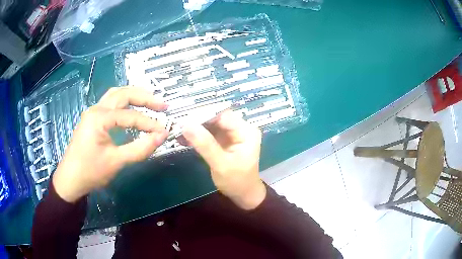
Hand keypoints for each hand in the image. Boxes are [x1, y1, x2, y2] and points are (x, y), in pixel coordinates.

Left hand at [52, 87, 167, 202]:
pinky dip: (125, 103)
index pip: (130, 116)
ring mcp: (93, 112)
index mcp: (100, 117)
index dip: (149, 123)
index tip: (164, 132)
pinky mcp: (93, 119)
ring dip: (134, 96)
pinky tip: (132, 109)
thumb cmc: (90, 172)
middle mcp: (96, 109)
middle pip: (124, 94)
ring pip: (116, 95)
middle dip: (145, 97)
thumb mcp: (116, 162)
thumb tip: (162, 136)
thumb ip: (140, 148)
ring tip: (150, 102)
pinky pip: (111, 103)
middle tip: (163, 105)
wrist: (70, 179)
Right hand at [182, 110, 265, 209]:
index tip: (184, 120)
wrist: (242, 194)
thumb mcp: (221, 164)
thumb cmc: (236, 181)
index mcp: (246, 131)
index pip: (223, 115)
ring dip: (195, 128)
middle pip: (216, 118)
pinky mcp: (224, 140)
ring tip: (178, 131)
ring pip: (211, 124)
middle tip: (178, 125)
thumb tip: (186, 125)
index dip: (204, 115)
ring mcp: (232, 134)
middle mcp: (241, 129)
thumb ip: (205, 144)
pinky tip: (183, 138)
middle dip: (197, 121)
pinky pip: (209, 133)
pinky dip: (197, 135)